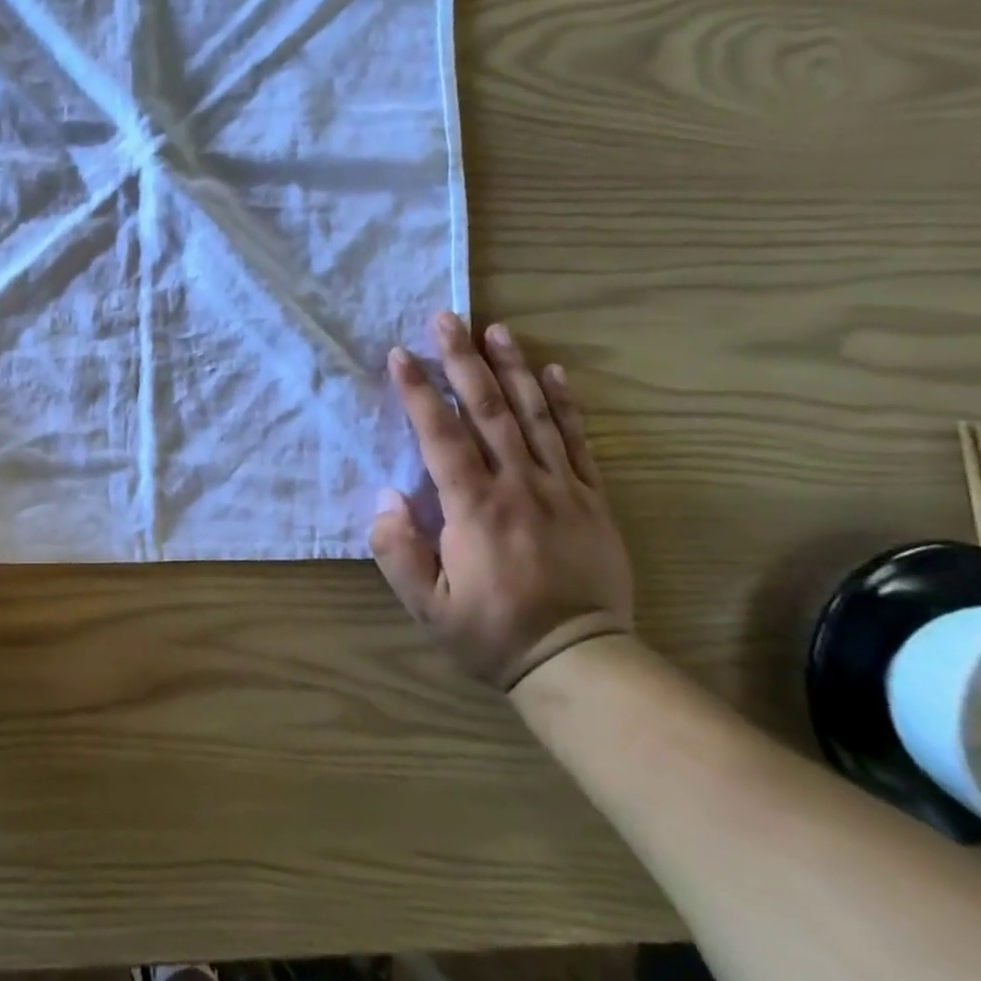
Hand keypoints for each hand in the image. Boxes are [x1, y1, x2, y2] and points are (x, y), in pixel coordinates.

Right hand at [369, 312, 633, 689]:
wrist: (580, 661)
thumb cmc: (492, 632)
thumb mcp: (427, 606)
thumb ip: (398, 551)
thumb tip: (389, 497)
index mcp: (475, 508)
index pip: (442, 436)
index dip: (419, 392)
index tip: (401, 355)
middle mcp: (519, 486)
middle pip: (490, 410)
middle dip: (464, 360)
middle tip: (447, 319)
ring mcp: (561, 488)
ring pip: (534, 416)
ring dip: (513, 368)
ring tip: (496, 329)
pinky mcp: (592, 499)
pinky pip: (577, 441)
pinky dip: (564, 404)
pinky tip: (553, 372)